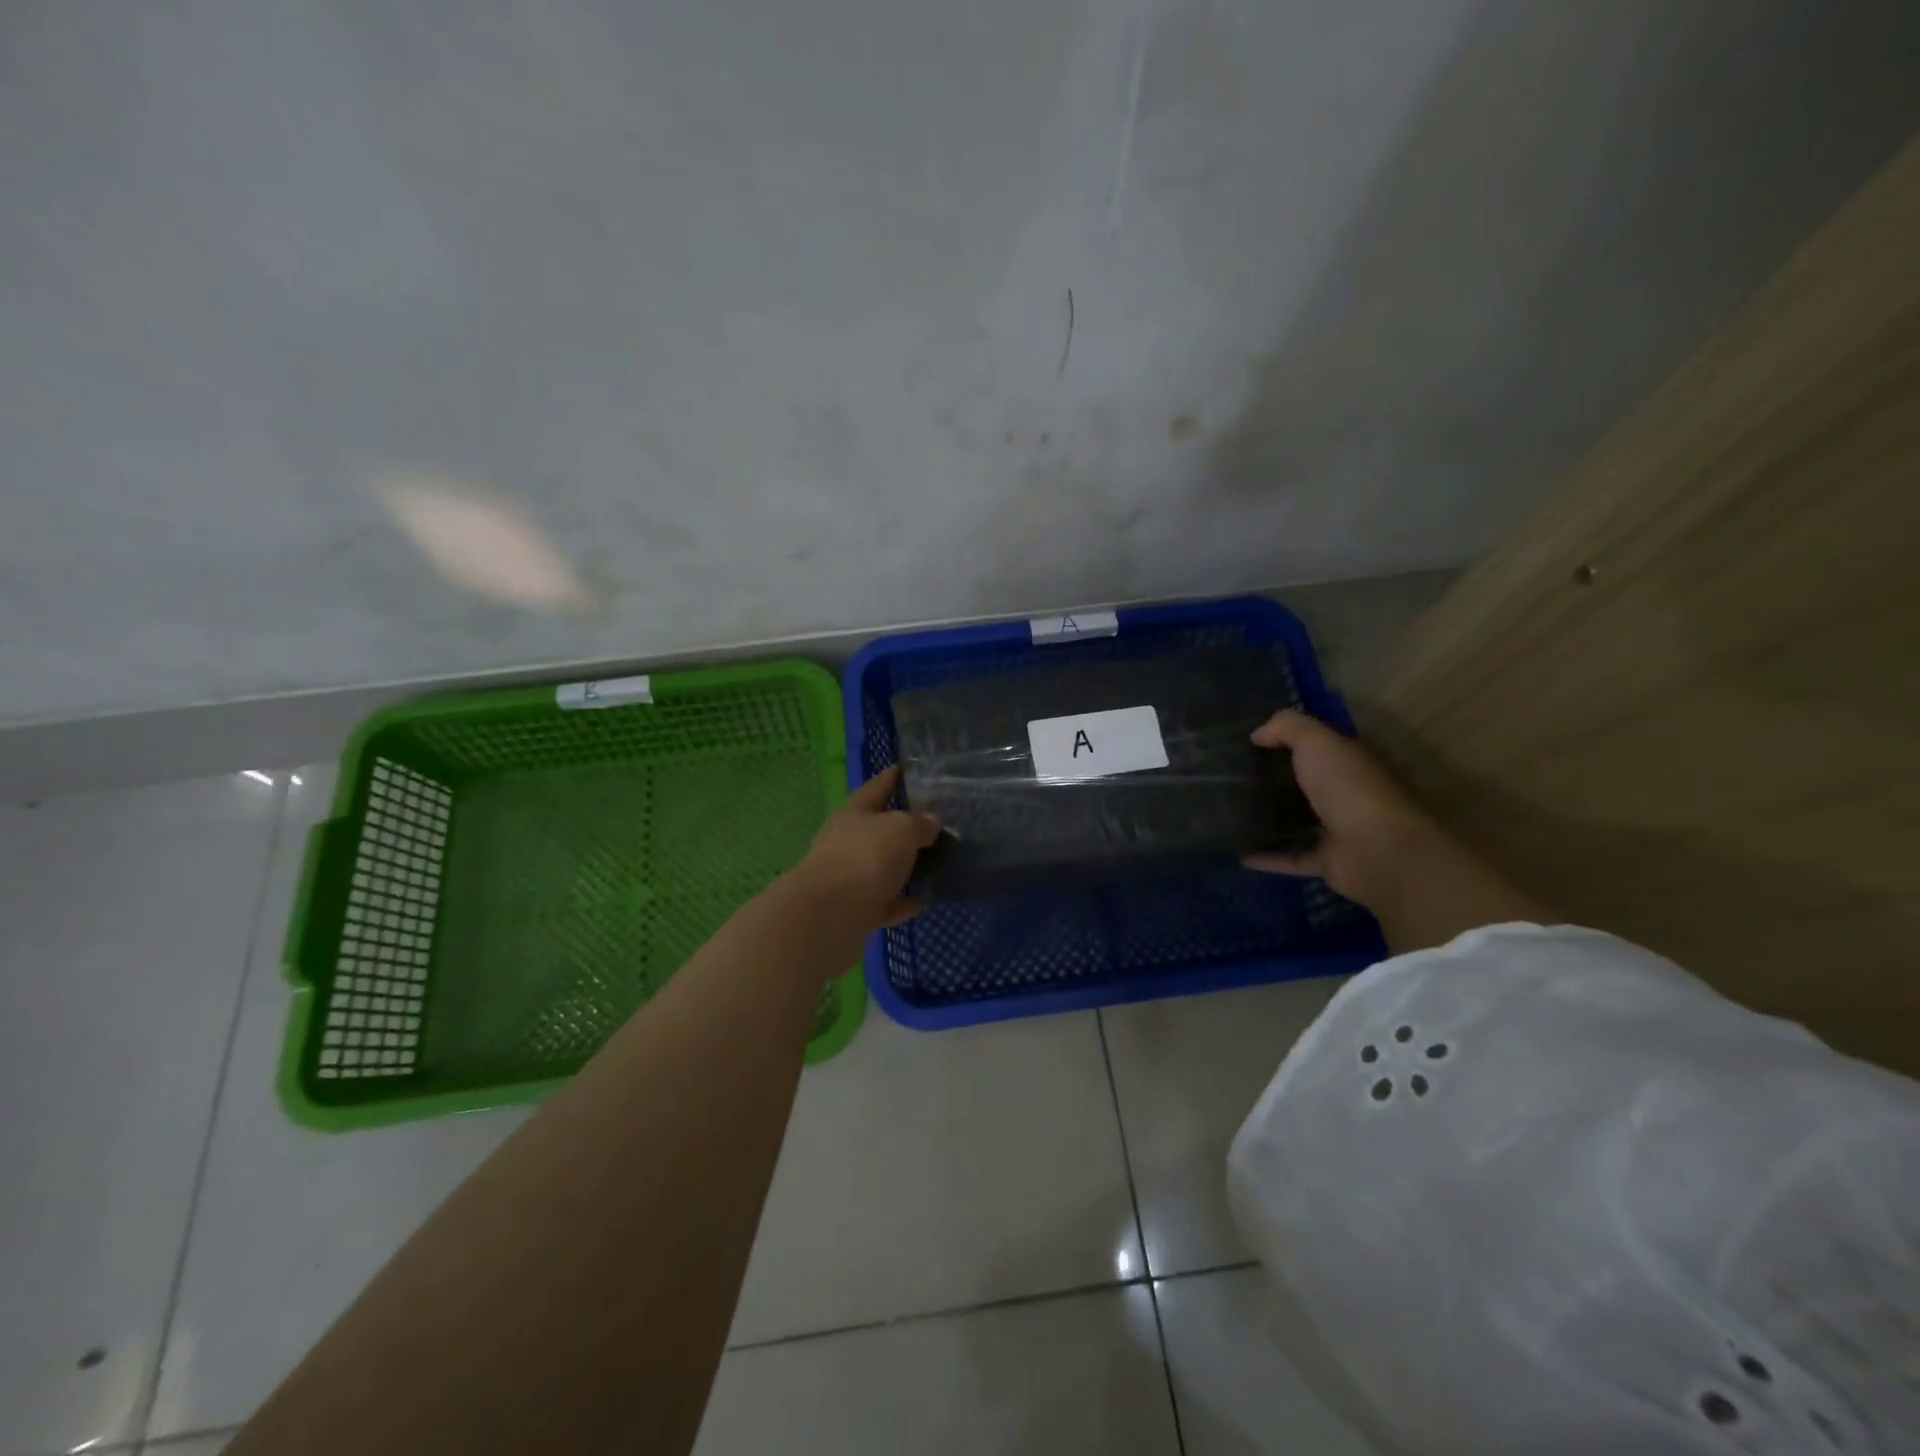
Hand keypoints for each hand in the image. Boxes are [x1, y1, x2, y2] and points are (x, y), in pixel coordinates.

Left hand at [788, 766, 941, 931]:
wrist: (829, 916)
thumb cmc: (864, 858)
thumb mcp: (900, 830)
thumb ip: (919, 823)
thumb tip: (931, 821)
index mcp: (854, 814)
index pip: (875, 788)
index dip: (891, 777)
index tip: (905, 768)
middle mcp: (846, 842)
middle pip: (877, 829)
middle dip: (901, 826)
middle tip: (933, 823)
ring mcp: (848, 878)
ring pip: (881, 867)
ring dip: (903, 867)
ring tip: (934, 864)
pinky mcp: (854, 911)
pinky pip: (884, 902)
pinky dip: (901, 902)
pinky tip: (923, 902)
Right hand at [1243, 710, 1433, 904]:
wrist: (1378, 850)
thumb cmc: (1349, 787)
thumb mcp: (1316, 741)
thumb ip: (1286, 728)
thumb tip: (1257, 734)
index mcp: (1347, 763)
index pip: (1317, 749)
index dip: (1286, 742)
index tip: (1248, 744)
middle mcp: (1345, 795)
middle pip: (1306, 786)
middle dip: (1274, 782)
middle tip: (1233, 780)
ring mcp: (1338, 831)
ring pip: (1299, 823)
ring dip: (1271, 822)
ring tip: (1232, 816)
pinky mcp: (1328, 862)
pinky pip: (1291, 858)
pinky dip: (1268, 858)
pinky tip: (1240, 854)